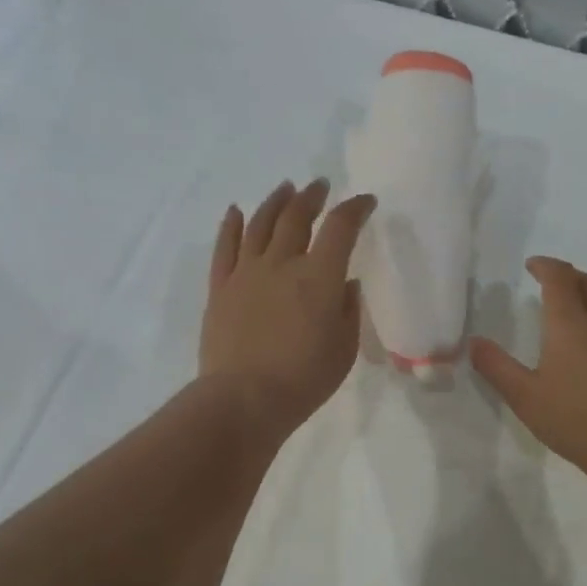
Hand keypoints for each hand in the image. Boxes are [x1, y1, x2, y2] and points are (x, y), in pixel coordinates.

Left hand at [199, 179, 375, 436]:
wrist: (244, 399)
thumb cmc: (304, 379)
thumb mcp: (344, 348)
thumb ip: (348, 309)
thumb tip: (344, 284)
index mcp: (320, 276)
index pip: (341, 227)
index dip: (355, 208)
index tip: (365, 202)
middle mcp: (282, 263)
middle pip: (297, 216)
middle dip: (313, 196)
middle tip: (320, 186)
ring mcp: (246, 272)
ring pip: (261, 223)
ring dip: (276, 201)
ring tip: (285, 188)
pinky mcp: (220, 287)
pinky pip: (225, 247)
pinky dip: (232, 225)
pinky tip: (236, 211)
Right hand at [470, 257, 586, 487]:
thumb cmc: (577, 421)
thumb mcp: (526, 398)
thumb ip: (497, 367)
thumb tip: (474, 342)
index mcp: (570, 321)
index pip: (559, 276)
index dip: (545, 266)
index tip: (533, 266)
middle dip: (567, 277)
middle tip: (552, 287)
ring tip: (579, 308)